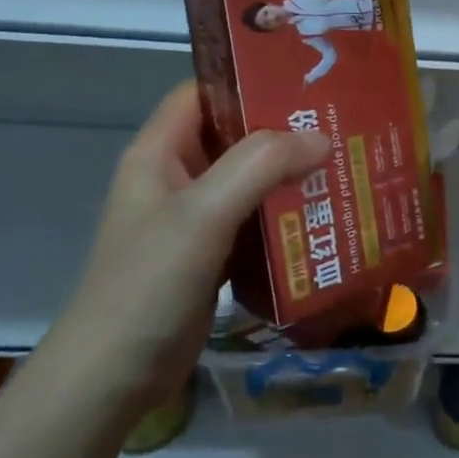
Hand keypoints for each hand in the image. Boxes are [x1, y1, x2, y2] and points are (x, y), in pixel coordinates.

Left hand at [43, 82, 326, 409]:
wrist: (112, 378)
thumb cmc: (148, 284)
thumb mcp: (202, 214)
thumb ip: (260, 167)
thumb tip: (322, 139)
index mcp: (160, 153)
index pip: (205, 92)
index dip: (249, 80)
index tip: (307, 79)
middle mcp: (177, 177)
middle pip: (235, 135)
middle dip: (286, 129)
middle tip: (342, 122)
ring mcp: (195, 219)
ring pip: (251, 179)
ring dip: (292, 173)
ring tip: (346, 161)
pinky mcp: (212, 254)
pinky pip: (256, 220)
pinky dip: (287, 214)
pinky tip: (326, 214)